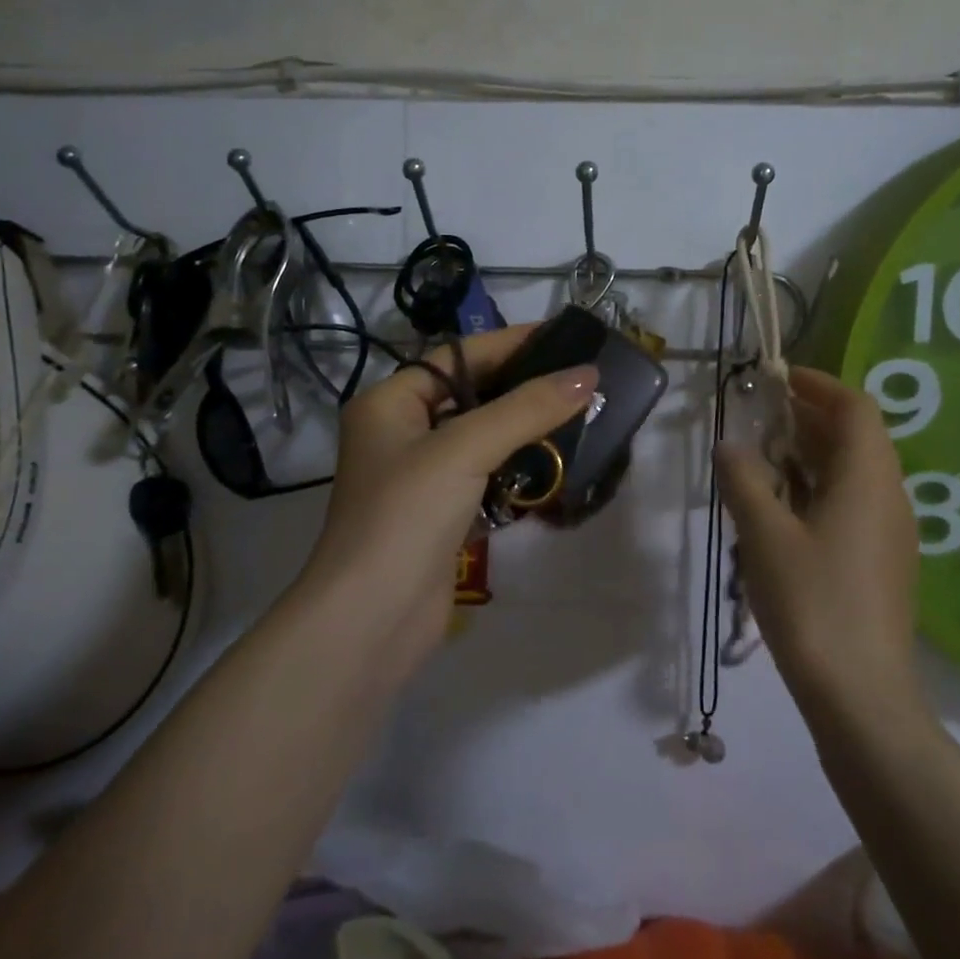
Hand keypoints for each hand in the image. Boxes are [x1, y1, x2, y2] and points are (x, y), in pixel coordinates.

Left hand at [297, 325, 597, 675]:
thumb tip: (587, 374)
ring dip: (526, 430)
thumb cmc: (406, 516)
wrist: (371, 621)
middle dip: (524, 388)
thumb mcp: (465, 449)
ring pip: (483, 438)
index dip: (510, 343)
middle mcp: (401, 432)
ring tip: (581, 414)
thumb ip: (527, 409)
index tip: (564, 337)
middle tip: (581, 379)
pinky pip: (487, 476)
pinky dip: (518, 470)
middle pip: (473, 395)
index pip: (458, 357)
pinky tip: (558, 464)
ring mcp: (422, 476)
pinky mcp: (442, 514)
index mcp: (390, 403)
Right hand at [716, 366, 929, 725]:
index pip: (856, 407)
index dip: (819, 384)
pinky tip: (787, 508)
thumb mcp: (764, 534)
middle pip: (859, 435)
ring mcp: (893, 532)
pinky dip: (823, 486)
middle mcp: (891, 496)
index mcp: (869, 479)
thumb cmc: (811, 602)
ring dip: (816, 453)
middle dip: (812, 416)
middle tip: (763, 416)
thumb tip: (729, 445)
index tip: (778, 379)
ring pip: (858, 470)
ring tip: (767, 457)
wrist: (861, 696)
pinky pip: (858, 501)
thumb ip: (744, 480)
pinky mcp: (886, 561)